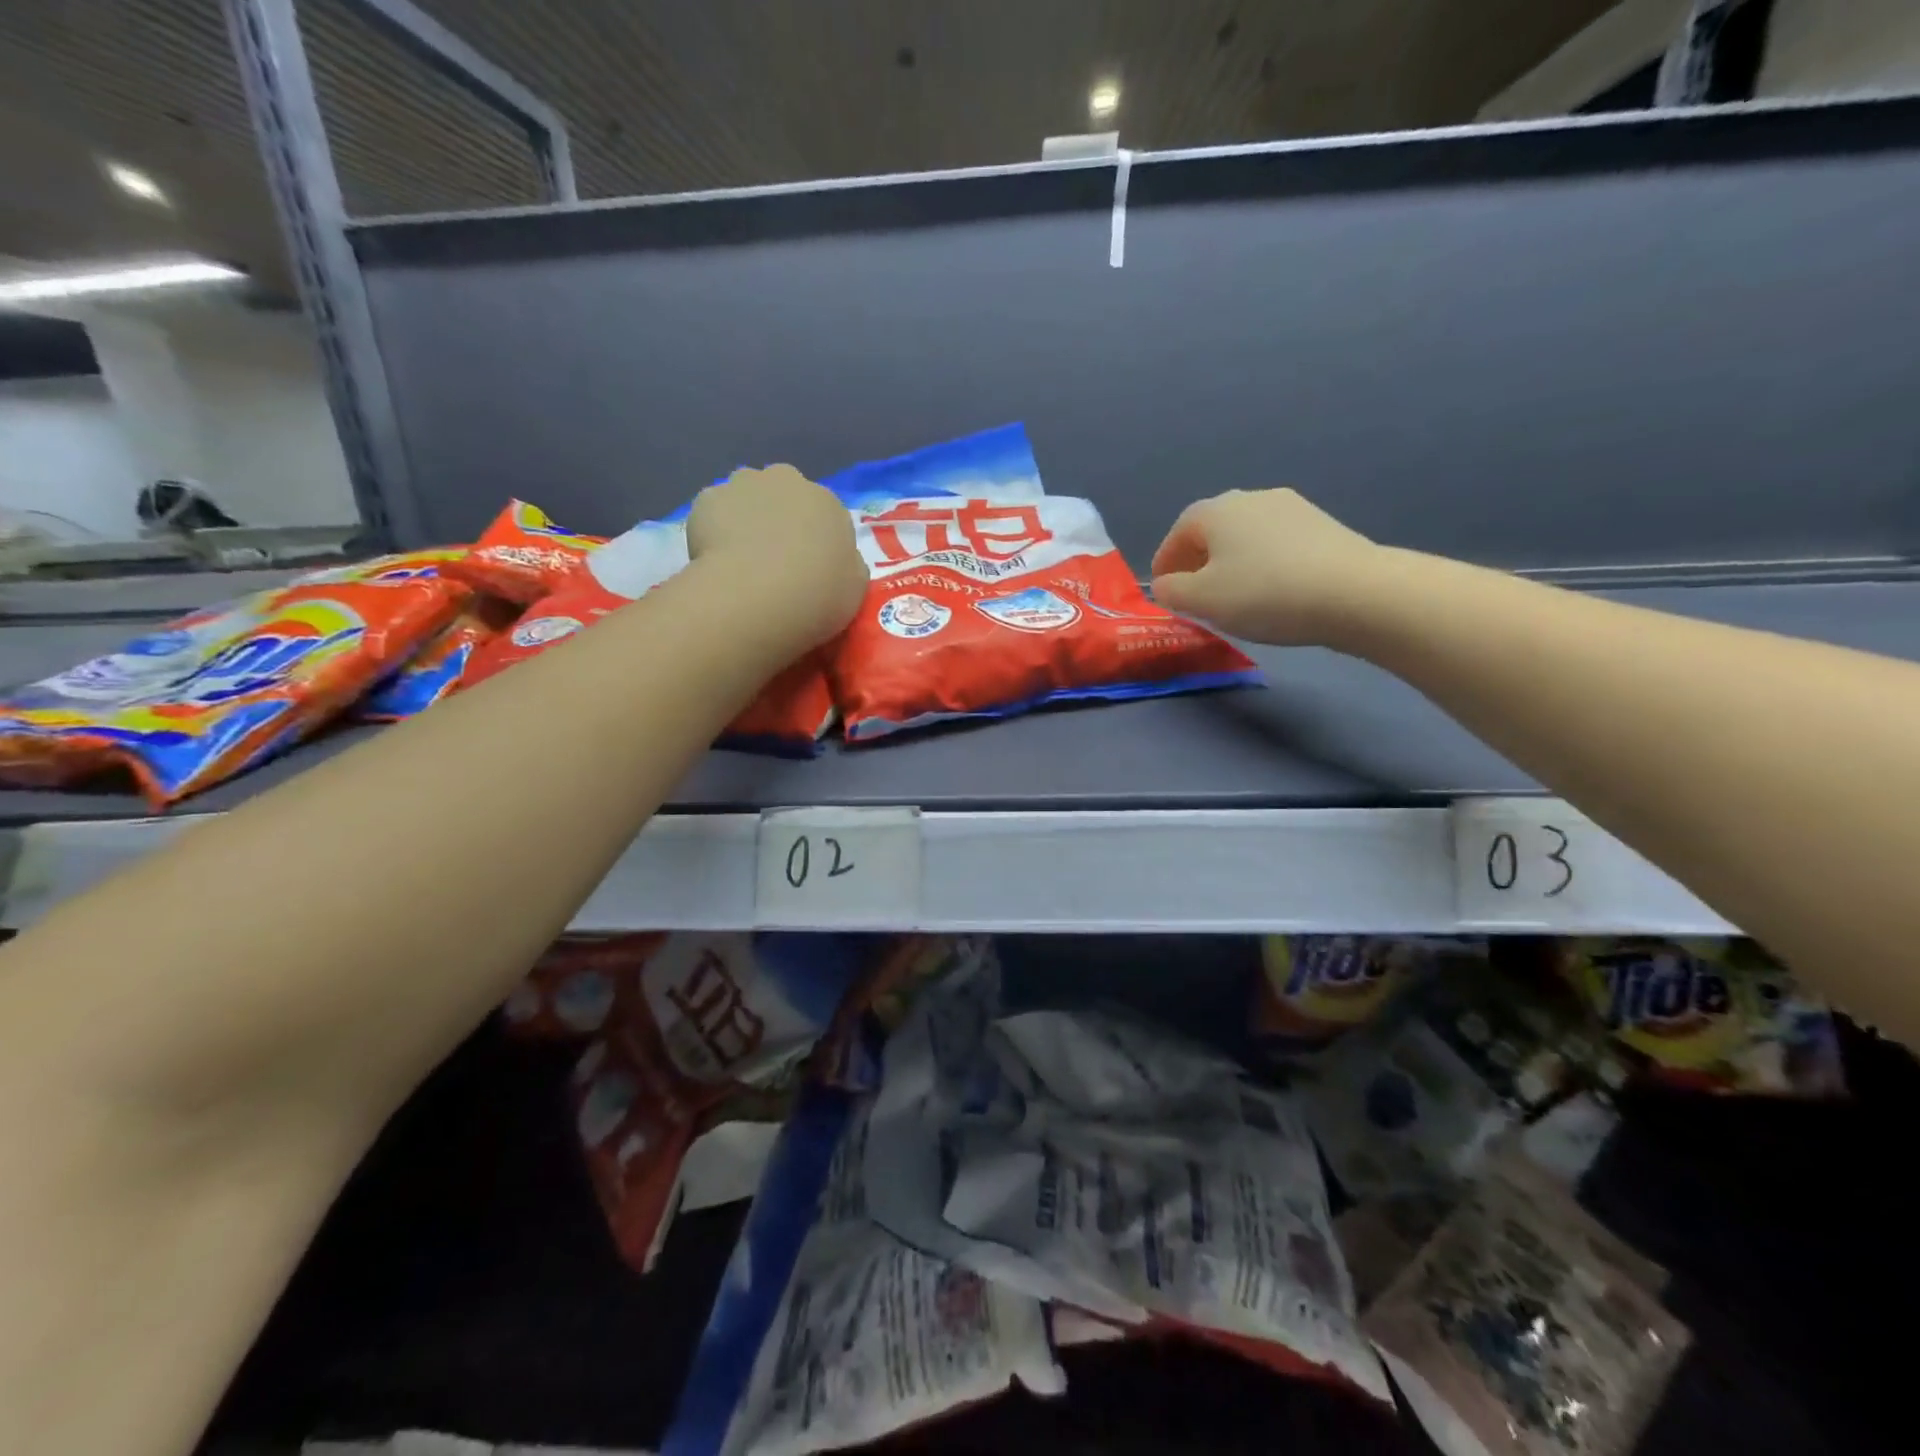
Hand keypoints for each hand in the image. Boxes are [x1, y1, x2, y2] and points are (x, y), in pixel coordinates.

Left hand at [687, 465, 868, 648]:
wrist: (756, 597)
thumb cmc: (817, 595)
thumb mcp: (854, 588)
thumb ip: (847, 565)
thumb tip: (838, 560)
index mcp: (828, 501)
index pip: (824, 514)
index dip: (815, 539)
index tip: (807, 566)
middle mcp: (787, 480)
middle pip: (783, 494)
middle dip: (778, 517)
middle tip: (773, 558)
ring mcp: (743, 485)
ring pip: (745, 497)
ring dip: (745, 517)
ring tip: (740, 558)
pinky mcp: (707, 499)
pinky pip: (712, 513)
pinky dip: (713, 530)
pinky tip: (715, 560)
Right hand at [1149, 489, 1383, 646]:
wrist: (1353, 592)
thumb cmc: (1263, 593)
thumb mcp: (1202, 600)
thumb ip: (1172, 591)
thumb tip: (1166, 585)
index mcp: (1215, 510)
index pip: (1177, 534)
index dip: (1164, 563)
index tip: (1163, 590)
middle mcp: (1250, 498)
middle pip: (1212, 530)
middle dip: (1198, 561)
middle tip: (1195, 594)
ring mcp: (1291, 507)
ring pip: (1245, 536)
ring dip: (1231, 561)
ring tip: (1233, 595)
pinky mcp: (1322, 525)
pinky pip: (1276, 544)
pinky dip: (1263, 563)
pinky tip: (1271, 590)